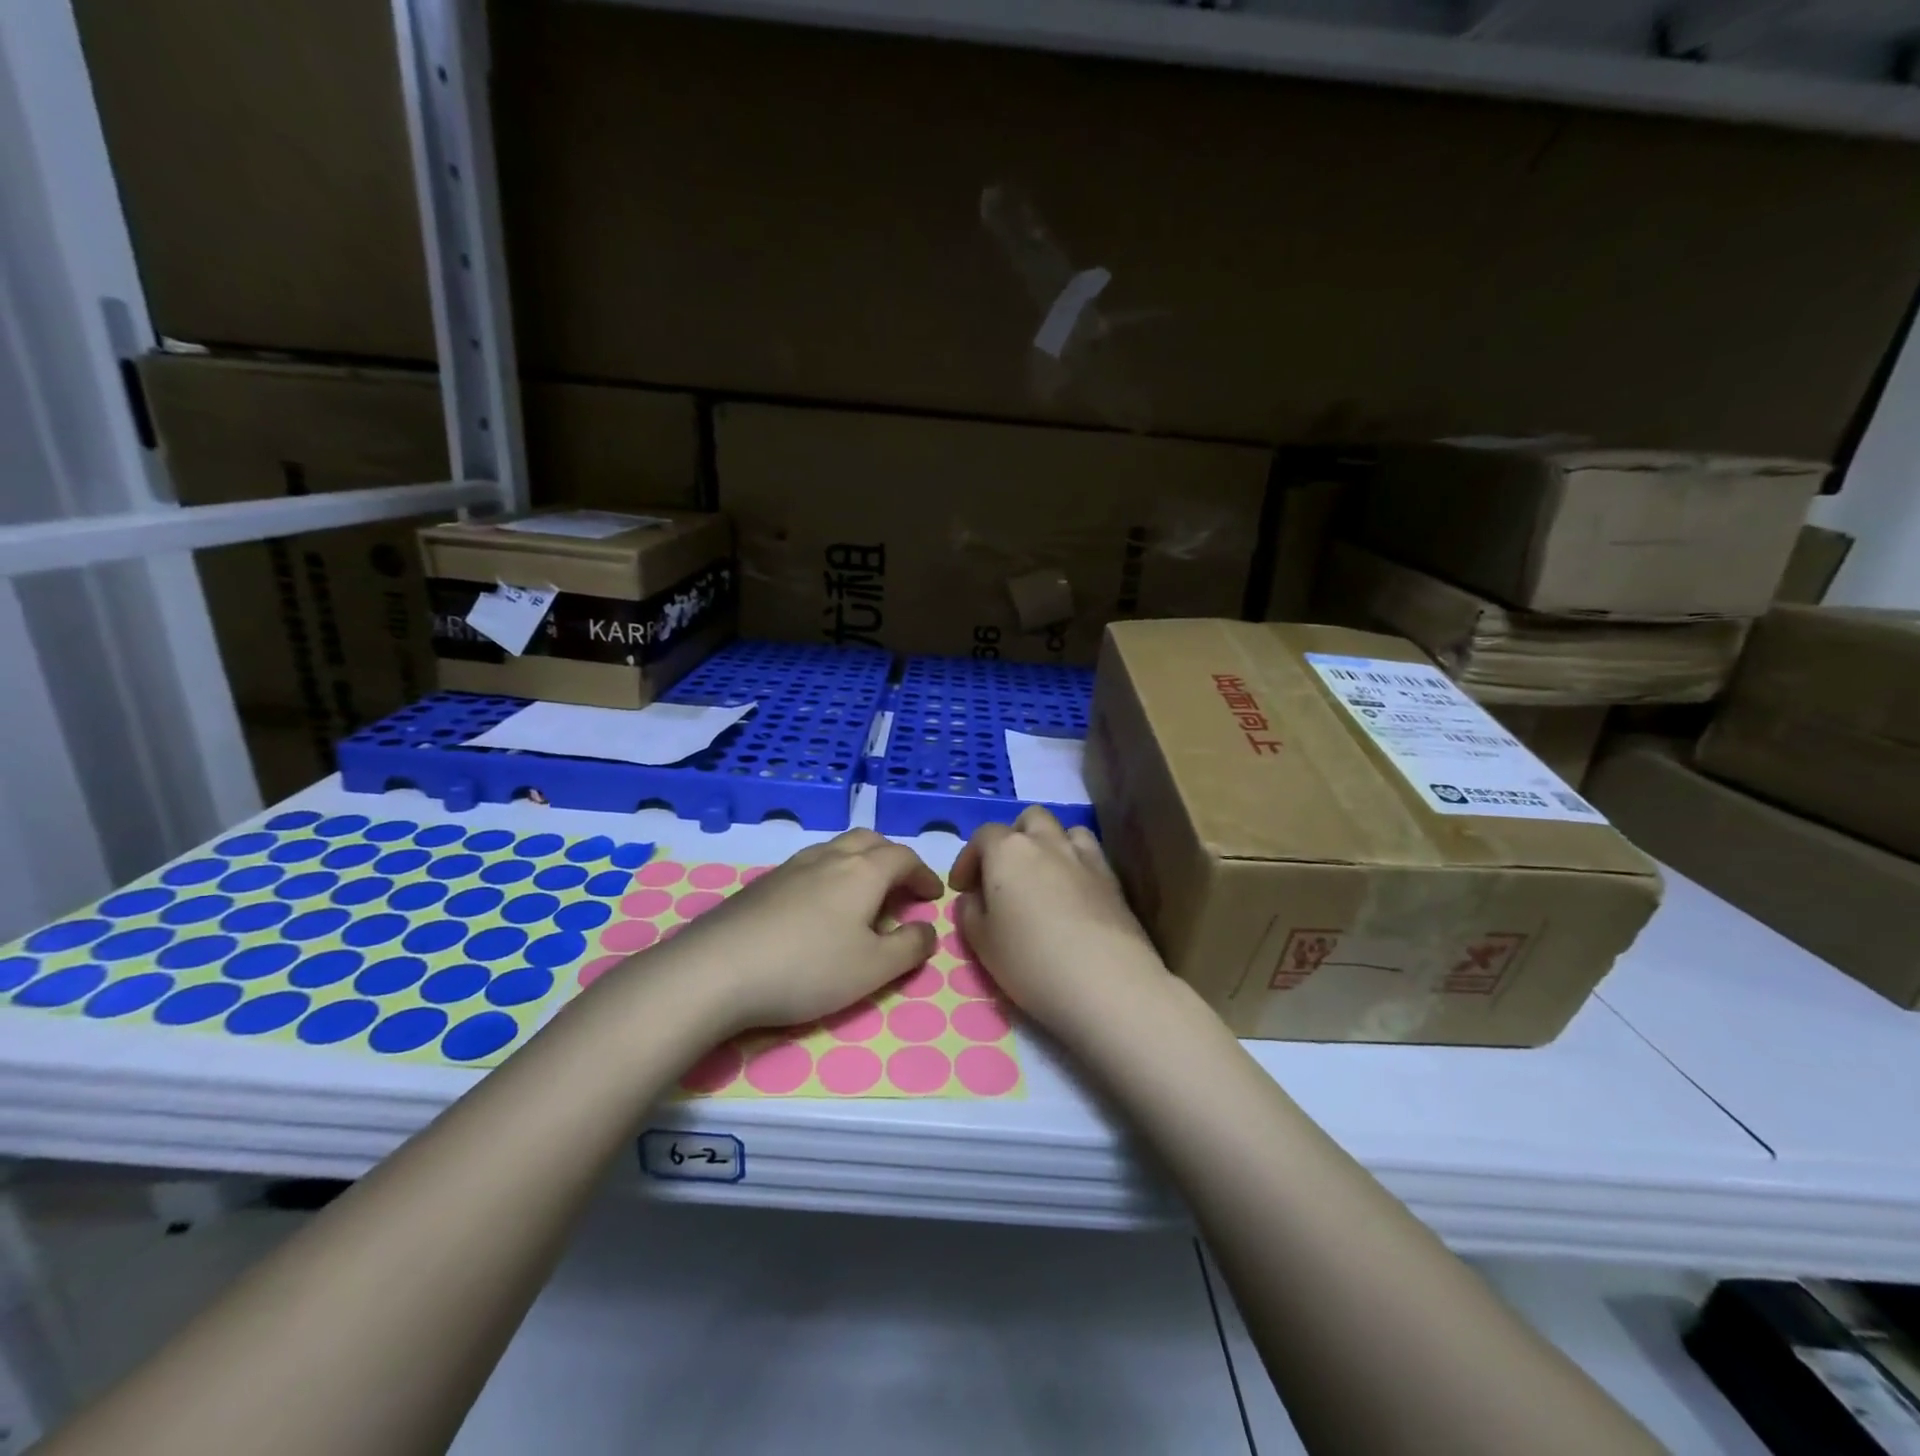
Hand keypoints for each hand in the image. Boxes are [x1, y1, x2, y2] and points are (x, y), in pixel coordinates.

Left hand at [659, 829, 941, 1031]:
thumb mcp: (873, 968)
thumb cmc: (808, 968)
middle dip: (892, 858)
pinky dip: (829, 875)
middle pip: (869, 841)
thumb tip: (927, 929)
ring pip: (836, 848)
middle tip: (901, 887)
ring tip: (862, 897)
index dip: (923, 874)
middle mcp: (829, 857)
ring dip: (859, 863)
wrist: (717, 969)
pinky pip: (809, 865)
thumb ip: (910, 947)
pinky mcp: (763, 883)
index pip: (903, 857)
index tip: (932, 896)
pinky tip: (818, 909)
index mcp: (863, 871)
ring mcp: (791, 866)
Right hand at [947, 807, 1167, 1035]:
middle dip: (1013, 838)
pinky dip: (1076, 862)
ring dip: (1049, 844)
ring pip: (1064, 830)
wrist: (1105, 981)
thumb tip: (974, 897)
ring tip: (1042, 876)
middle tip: (1004, 873)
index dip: (968, 859)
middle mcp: (1046, 842)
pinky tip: (1072, 893)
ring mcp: (1084, 856)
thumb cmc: (1030, 960)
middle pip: (1029, 820)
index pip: (983, 835)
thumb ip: (970, 911)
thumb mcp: (981, 942)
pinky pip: (1089, 854)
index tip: (963, 888)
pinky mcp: (1112, 878)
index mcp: (1008, 851)